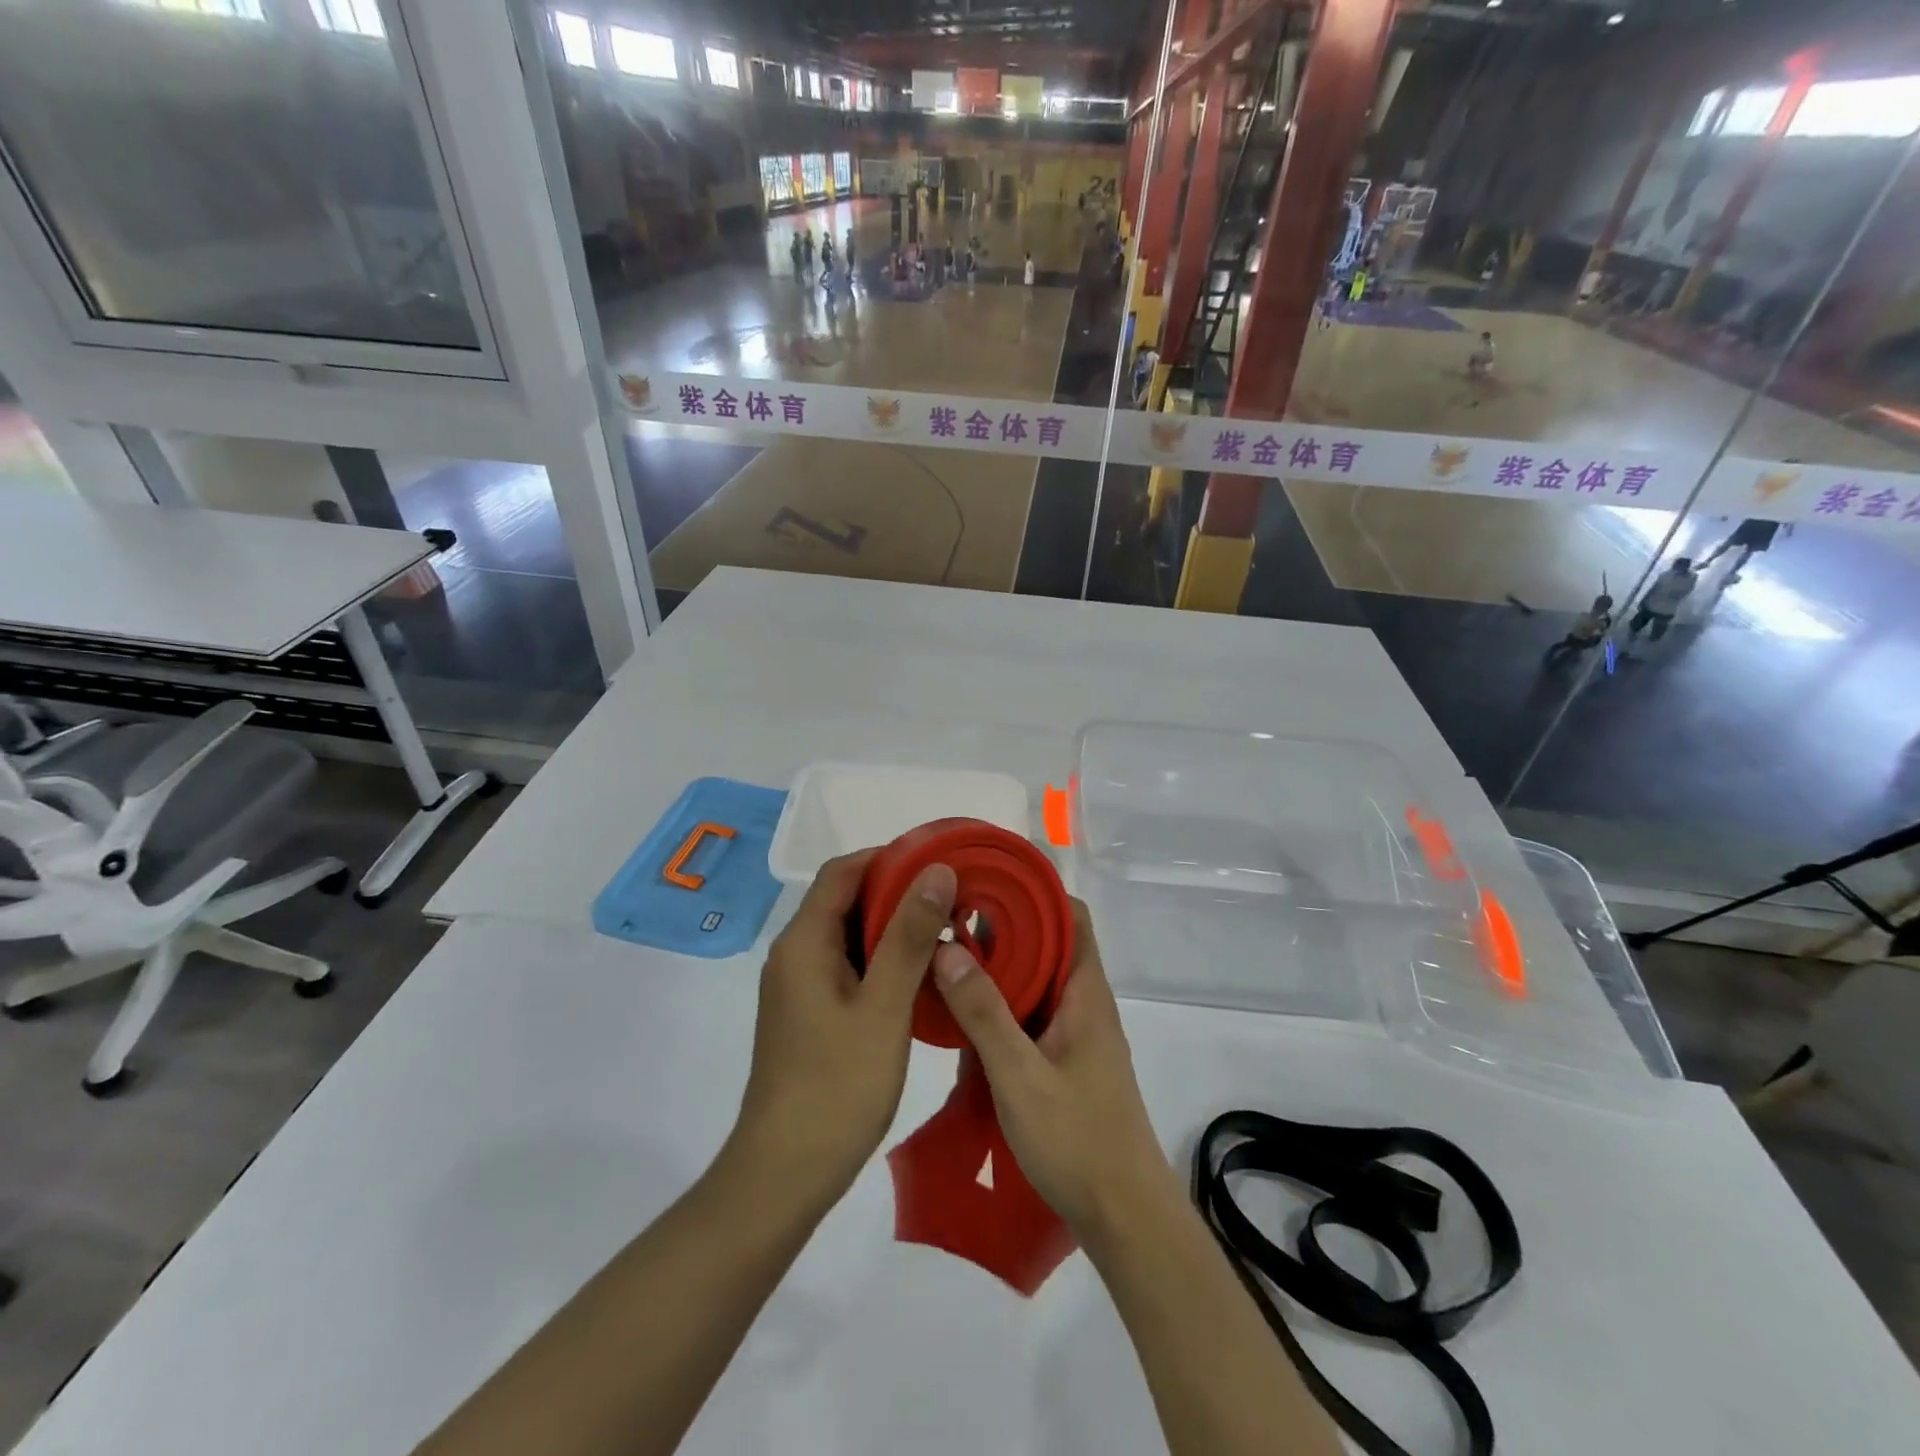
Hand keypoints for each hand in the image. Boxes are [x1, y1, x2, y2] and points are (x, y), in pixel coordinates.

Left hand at [728, 850, 957, 1212]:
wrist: (785, 1173)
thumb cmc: (837, 1086)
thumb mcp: (883, 1006)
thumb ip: (909, 936)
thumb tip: (937, 871)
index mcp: (804, 942)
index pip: (843, 872)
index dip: (888, 857)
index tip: (938, 862)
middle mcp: (795, 954)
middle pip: (845, 900)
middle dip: (897, 891)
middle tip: (952, 898)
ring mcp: (799, 986)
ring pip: (849, 935)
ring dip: (892, 927)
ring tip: (946, 930)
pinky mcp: (809, 1013)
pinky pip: (847, 966)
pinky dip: (882, 959)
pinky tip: (920, 975)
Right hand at [932, 899, 1175, 1234]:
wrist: (1125, 1217)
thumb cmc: (1077, 1139)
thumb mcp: (1020, 1075)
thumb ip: (984, 1013)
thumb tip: (948, 949)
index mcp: (1085, 993)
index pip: (1071, 916)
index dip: (1034, 892)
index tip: (986, 881)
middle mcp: (1085, 1003)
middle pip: (1049, 944)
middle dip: (1004, 927)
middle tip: (951, 918)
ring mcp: (1077, 1034)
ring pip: (1038, 981)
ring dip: (1000, 968)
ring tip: (948, 957)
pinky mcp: (1066, 1062)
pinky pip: (1032, 1015)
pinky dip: (1003, 1005)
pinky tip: (964, 1016)